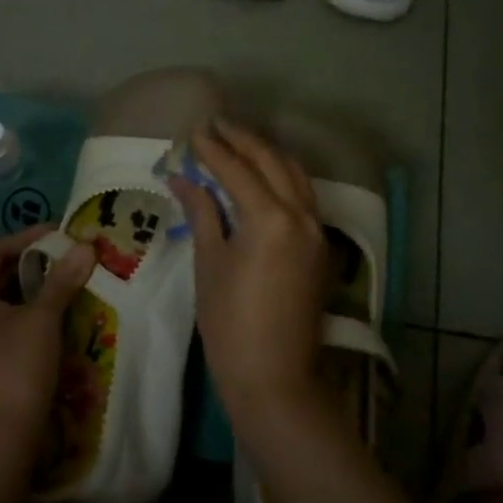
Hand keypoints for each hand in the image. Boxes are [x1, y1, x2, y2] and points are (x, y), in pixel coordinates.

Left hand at [0, 225, 94, 467]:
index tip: (59, 233)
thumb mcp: (43, 318)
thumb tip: (86, 246)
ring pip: (5, 301)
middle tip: (68, 255)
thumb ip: (62, 280)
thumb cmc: (16, 366)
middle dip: (34, 263)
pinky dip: (32, 313)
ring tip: (70, 280)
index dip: (26, 237)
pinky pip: (9, 324)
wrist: (1, 439)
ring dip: (36, 289)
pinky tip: (60, 314)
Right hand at [168, 119, 330, 429]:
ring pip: (294, 175)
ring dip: (266, 154)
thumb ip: (202, 212)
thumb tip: (183, 178)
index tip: (194, 130)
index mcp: (270, 219)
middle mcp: (301, 215)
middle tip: (216, 125)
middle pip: (272, 162)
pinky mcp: (320, 247)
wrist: (274, 377)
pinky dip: (282, 177)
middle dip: (243, 139)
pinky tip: (262, 176)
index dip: (213, 148)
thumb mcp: (210, 263)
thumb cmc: (230, 323)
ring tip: (238, 142)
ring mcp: (316, 231)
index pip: (237, 170)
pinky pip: (303, 196)